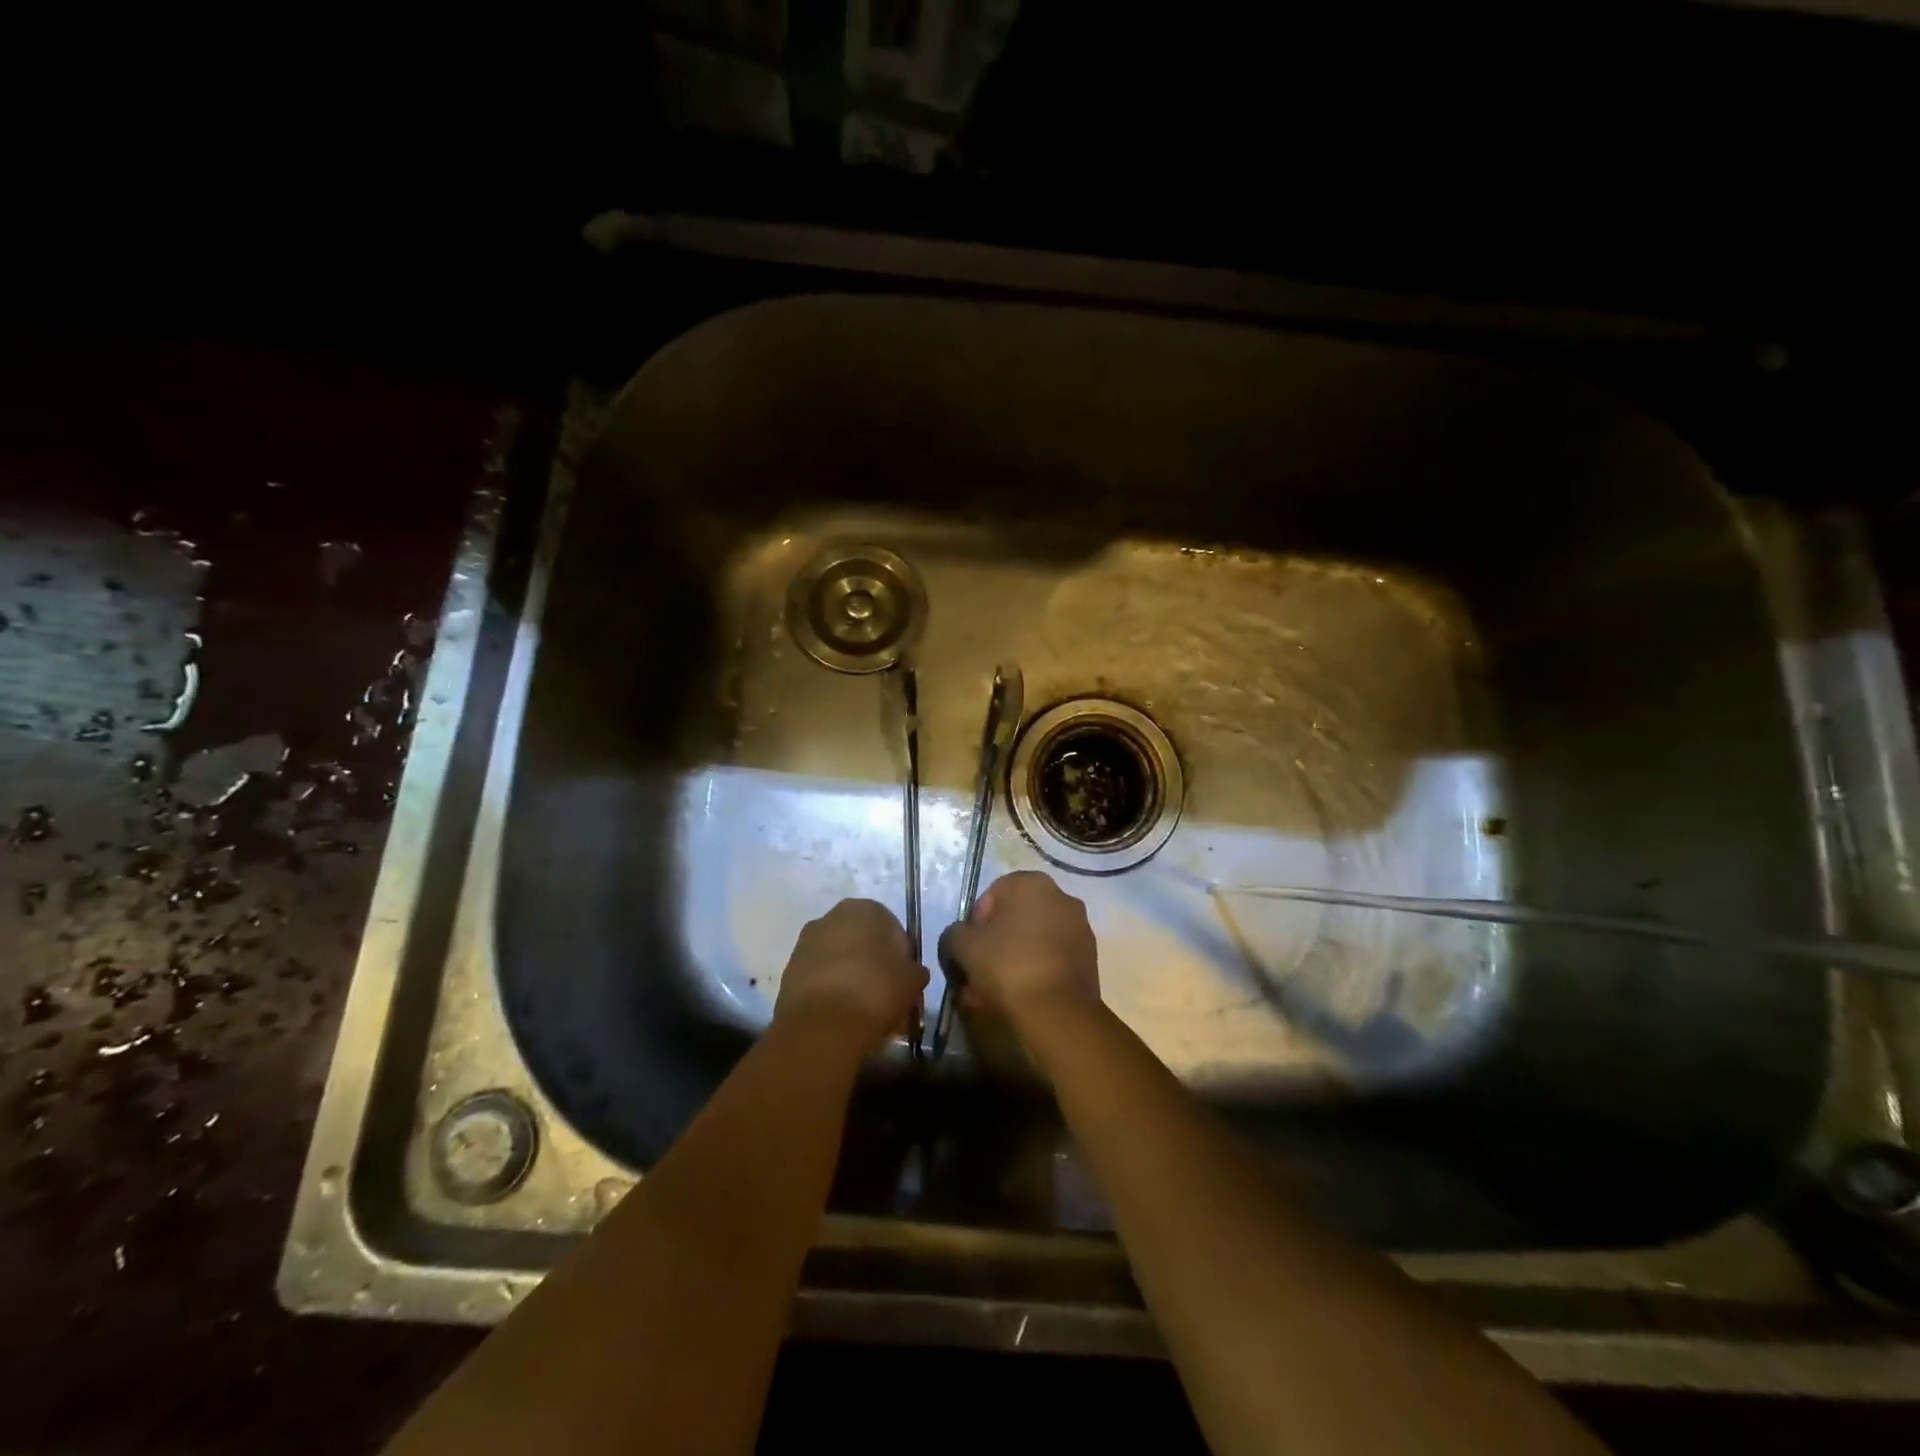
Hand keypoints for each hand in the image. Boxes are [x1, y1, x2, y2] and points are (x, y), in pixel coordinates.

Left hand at [775, 898, 927, 1047]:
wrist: (822, 1025)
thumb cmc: (875, 989)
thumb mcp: (911, 980)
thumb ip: (914, 970)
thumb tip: (912, 973)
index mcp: (863, 909)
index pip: (891, 927)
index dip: (901, 954)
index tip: (906, 978)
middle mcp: (830, 917)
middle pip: (861, 941)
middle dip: (874, 964)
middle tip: (887, 993)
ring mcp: (805, 944)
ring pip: (839, 959)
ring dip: (852, 977)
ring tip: (865, 1009)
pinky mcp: (789, 972)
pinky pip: (820, 978)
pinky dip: (832, 991)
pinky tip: (843, 1015)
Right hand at [940, 871, 1100, 1031]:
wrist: (1058, 1013)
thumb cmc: (1008, 966)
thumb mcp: (963, 946)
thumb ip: (954, 934)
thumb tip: (959, 939)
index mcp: (1032, 883)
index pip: (992, 895)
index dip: (975, 924)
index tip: (970, 950)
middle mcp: (1061, 896)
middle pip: (1015, 917)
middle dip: (997, 942)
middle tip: (981, 971)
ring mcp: (1080, 927)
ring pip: (1034, 939)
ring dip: (1016, 957)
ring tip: (999, 990)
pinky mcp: (1090, 957)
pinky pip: (1053, 958)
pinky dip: (1037, 970)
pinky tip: (1023, 995)